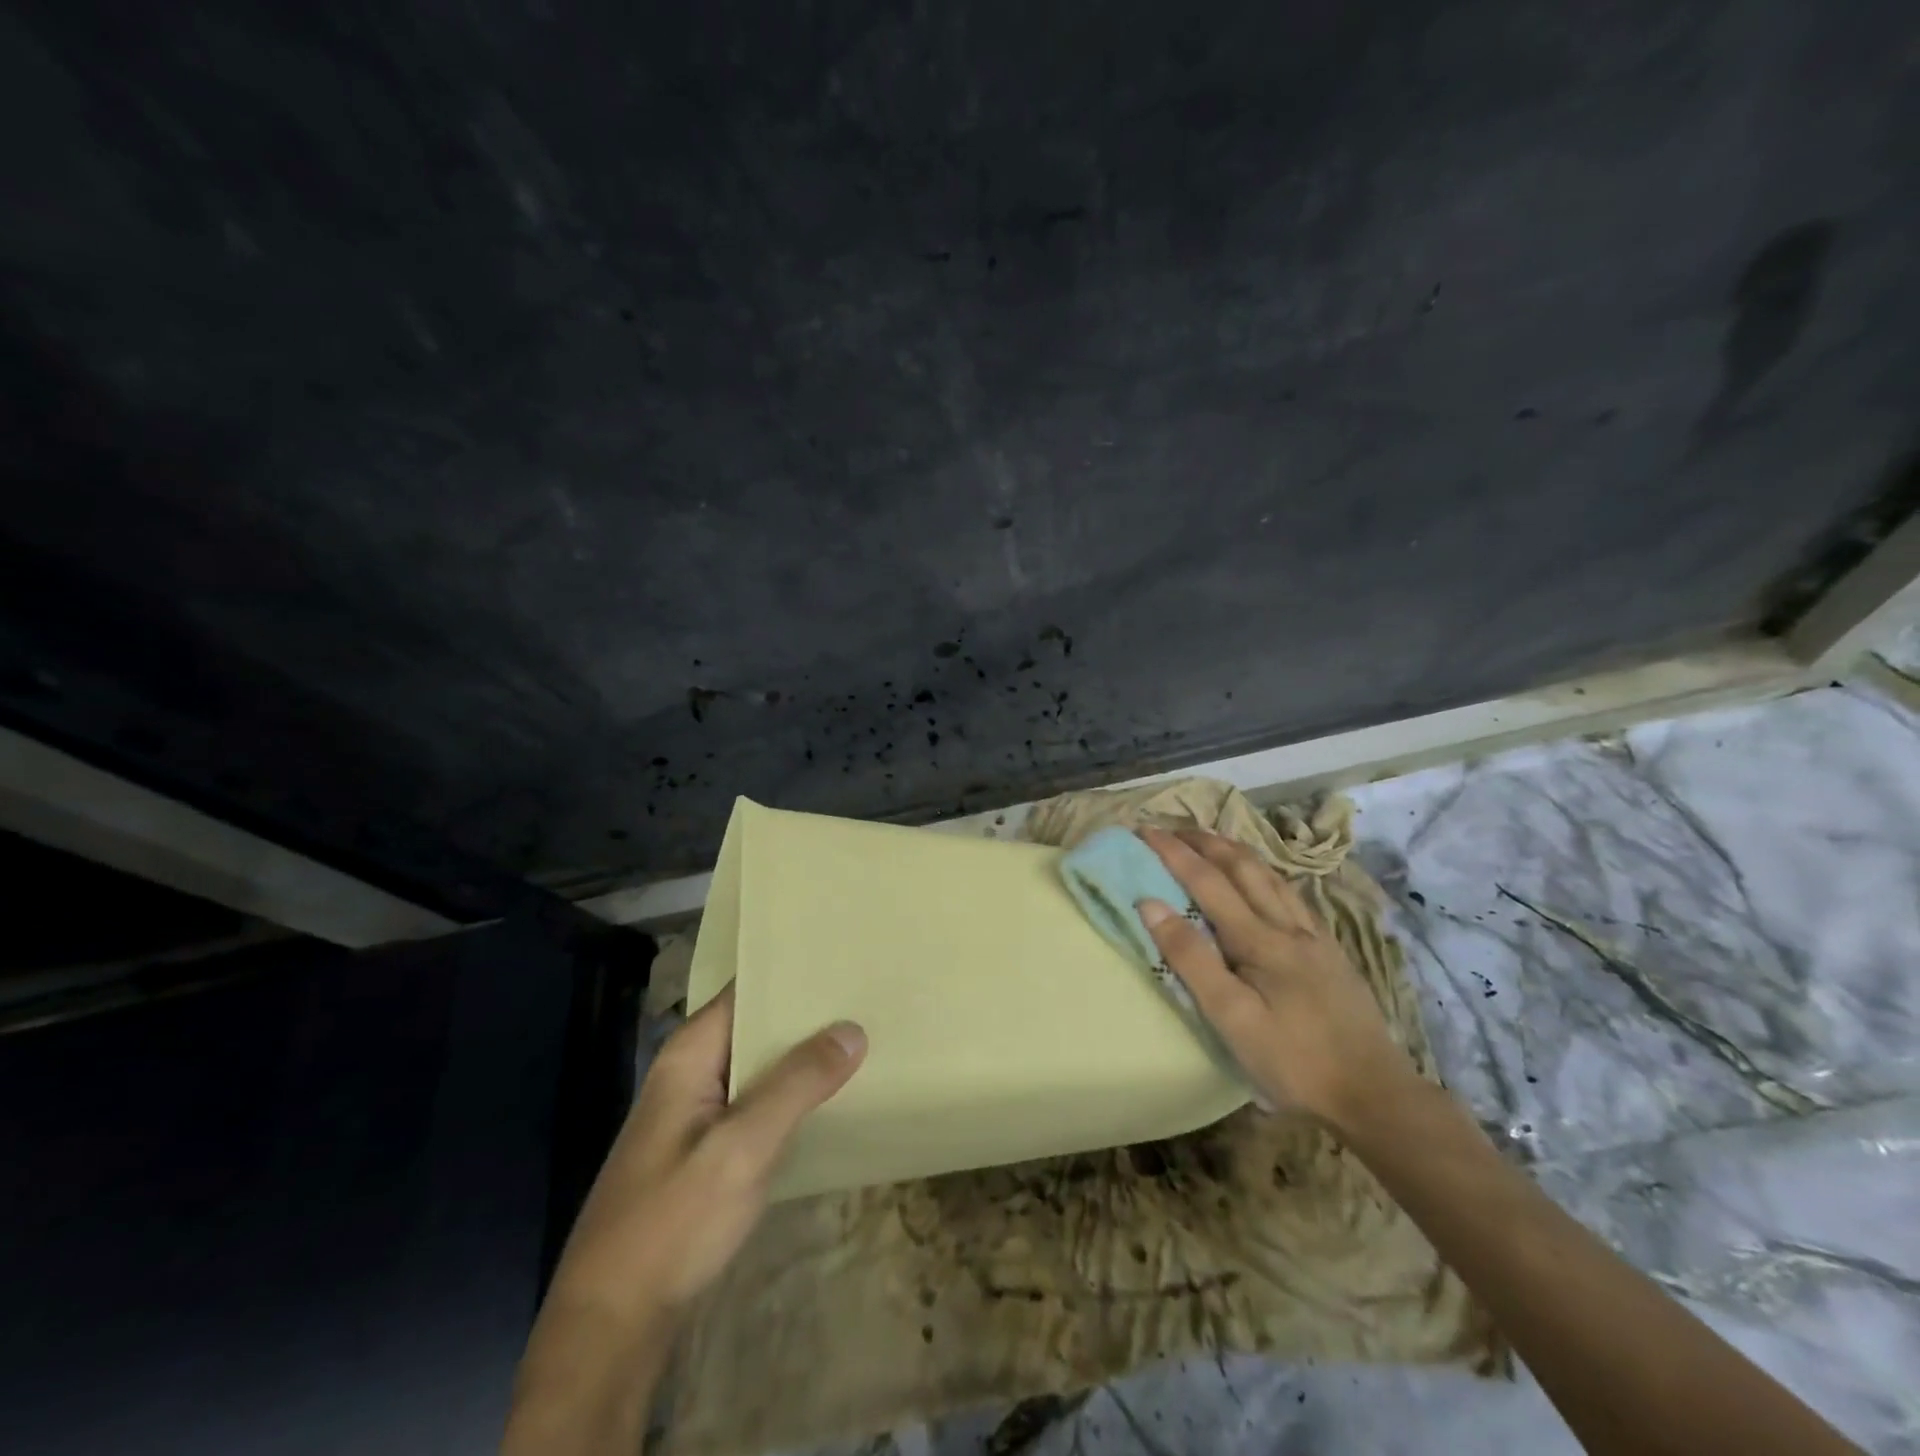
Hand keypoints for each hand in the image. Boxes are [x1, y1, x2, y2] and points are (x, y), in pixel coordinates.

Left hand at [546, 985, 866, 1322]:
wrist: (612, 1324)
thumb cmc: (673, 1223)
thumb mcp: (742, 1148)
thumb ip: (797, 1084)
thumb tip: (852, 1028)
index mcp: (690, 1054)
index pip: (747, 989)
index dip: (793, 972)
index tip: (845, 960)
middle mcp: (692, 1071)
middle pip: (756, 1024)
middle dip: (807, 1013)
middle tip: (869, 996)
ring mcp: (697, 1111)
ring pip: (759, 1064)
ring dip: (803, 1054)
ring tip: (864, 1035)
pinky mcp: (707, 1147)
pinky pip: (756, 1100)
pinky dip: (791, 1092)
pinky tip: (830, 1095)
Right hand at [1135, 827, 1407, 1127]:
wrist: (1374, 1094)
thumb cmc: (1293, 1061)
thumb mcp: (1230, 1018)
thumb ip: (1191, 959)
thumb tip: (1150, 904)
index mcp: (1259, 940)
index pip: (1207, 881)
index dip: (1174, 853)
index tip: (1144, 830)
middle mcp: (1287, 926)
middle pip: (1242, 866)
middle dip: (1205, 841)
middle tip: (1173, 828)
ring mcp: (1314, 937)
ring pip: (1271, 875)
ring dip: (1236, 850)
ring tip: (1212, 840)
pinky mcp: (1330, 952)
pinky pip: (1292, 894)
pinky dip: (1266, 873)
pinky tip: (1265, 880)